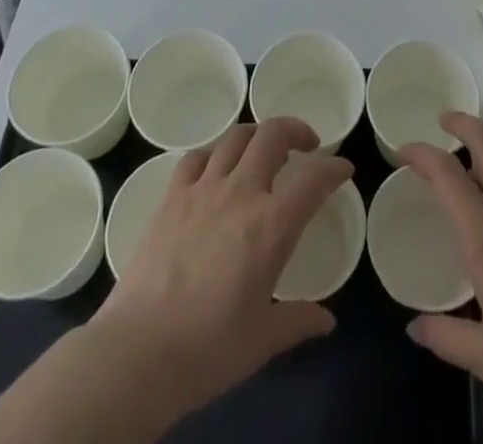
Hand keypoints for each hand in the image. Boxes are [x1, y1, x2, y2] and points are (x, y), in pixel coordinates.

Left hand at [85, 118, 353, 427]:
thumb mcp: (263, 340)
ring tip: (263, 150)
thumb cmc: (209, 348)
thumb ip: (297, 321)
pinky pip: (196, 157)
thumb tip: (326, 321)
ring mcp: (203, 189)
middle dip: (296, 130)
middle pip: (273, 134)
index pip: (314, 179)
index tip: (343, 169)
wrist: (139, 352)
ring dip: (256, 135)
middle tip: (306, 145)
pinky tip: (215, 170)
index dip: (334, 168)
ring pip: (236, 137)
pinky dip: (213, 154)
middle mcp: (241, 192)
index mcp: (272, 224)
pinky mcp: (171, 197)